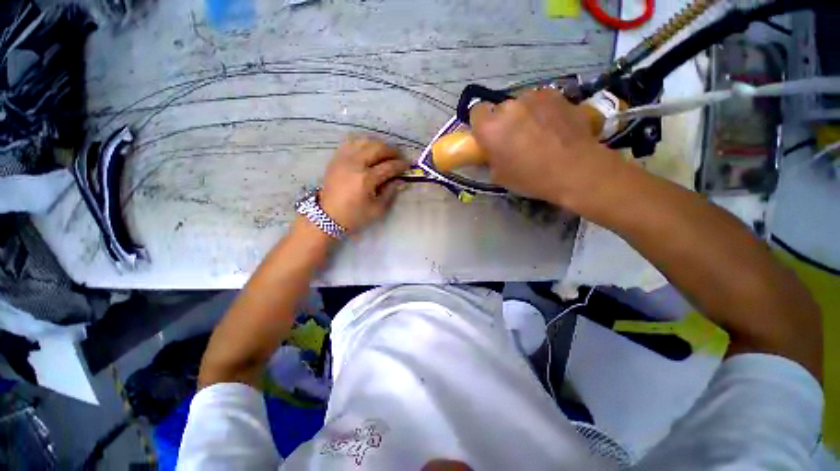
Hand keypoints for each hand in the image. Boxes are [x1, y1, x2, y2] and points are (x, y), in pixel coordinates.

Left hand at [319, 137, 409, 232]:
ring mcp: (343, 158)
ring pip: (365, 141)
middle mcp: (355, 164)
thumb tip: (401, 180)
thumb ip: (390, 192)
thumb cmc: (355, 216)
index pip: (389, 166)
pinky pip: (351, 142)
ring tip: (385, 153)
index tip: (408, 165)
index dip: (401, 165)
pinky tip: (369, 150)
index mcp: (366, 179)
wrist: (327, 216)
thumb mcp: (377, 209)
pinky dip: (363, 143)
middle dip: (392, 151)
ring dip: (378, 145)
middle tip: (399, 157)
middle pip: (378, 148)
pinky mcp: (336, 158)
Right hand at [470, 88, 626, 208]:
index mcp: (490, 128)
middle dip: (504, 121)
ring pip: (522, 102)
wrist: (575, 169)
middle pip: (500, 108)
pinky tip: (553, 125)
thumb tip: (491, 151)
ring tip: (538, 131)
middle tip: (514, 138)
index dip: (481, 124)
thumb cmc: (531, 177)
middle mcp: (509, 106)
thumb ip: (490, 158)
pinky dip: (543, 110)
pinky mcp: (556, 94)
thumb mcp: (499, 176)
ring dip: (524, 114)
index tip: (489, 136)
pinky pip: (542, 100)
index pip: (476, 113)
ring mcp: (534, 96)